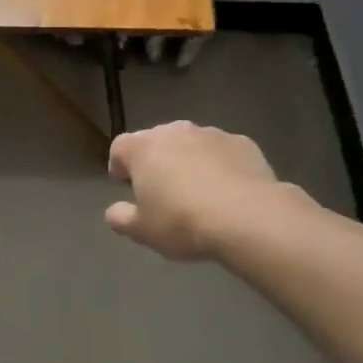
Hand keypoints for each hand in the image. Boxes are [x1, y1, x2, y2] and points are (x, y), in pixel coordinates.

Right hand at [106, 122, 297, 261]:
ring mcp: (212, 135)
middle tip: (160, 189)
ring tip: (197, 191)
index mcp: (144, 148)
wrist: (247, 217)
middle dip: (155, 160)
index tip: (123, 183)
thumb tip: (115, 211)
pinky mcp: (244, 143)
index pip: (120, 146)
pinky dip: (219, 165)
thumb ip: (121, 218)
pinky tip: (227, 191)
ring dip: (188, 161)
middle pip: (157, 140)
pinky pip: (222, 152)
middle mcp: (176, 132)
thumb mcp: (142, 231)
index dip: (119, 164)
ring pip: (192, 144)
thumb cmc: (182, 222)